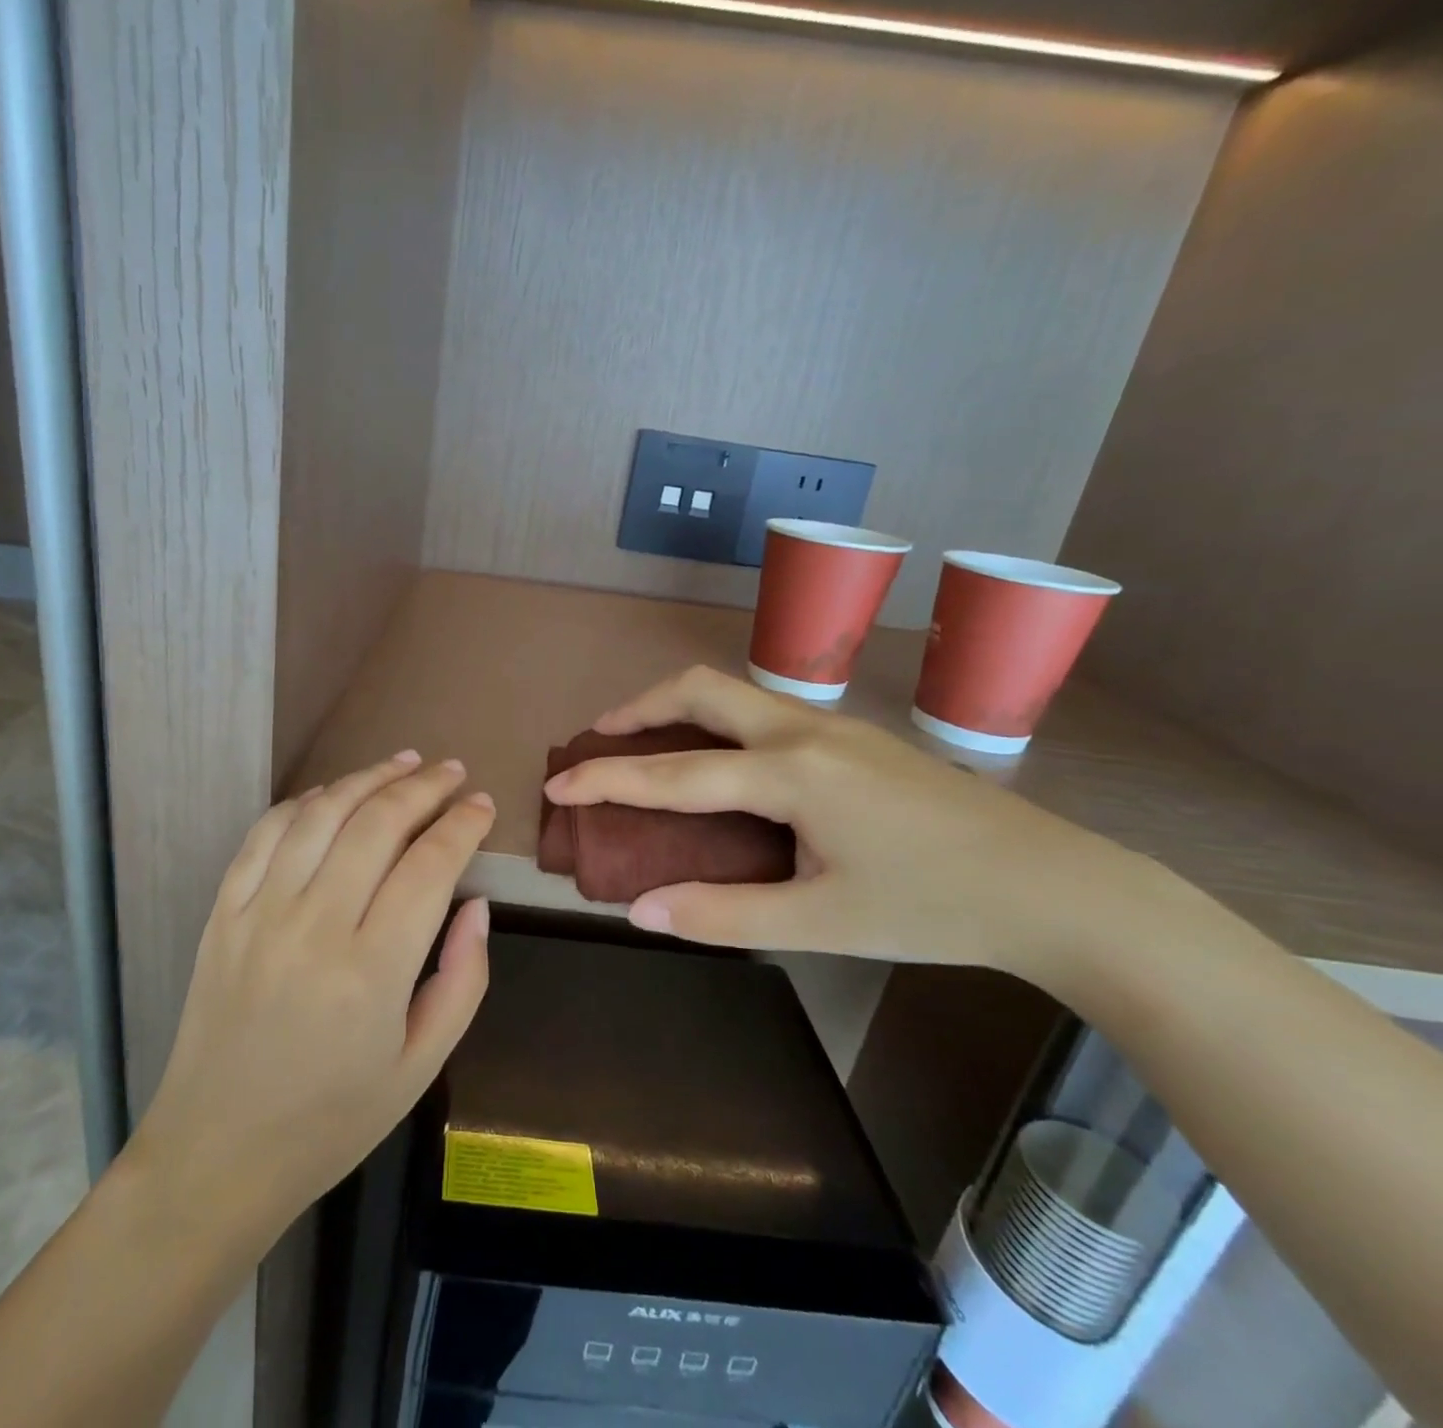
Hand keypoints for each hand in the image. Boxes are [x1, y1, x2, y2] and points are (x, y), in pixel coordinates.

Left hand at [128, 752, 494, 1240]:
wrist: (216, 1153)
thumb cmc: (332, 1119)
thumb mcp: (421, 1066)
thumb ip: (462, 979)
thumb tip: (476, 903)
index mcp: (371, 972)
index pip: (429, 867)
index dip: (463, 825)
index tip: (484, 805)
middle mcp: (314, 927)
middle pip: (377, 825)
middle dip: (423, 787)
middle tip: (452, 771)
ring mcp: (260, 914)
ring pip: (321, 815)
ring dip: (367, 778)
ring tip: (403, 762)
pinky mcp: (223, 913)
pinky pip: (265, 834)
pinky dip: (304, 802)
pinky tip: (333, 793)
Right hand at [542, 666, 1178, 987]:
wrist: (1055, 887)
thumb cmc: (933, 908)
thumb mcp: (819, 924)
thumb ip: (722, 914)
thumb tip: (640, 911)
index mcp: (790, 773)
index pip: (673, 772)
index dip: (606, 778)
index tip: (558, 784)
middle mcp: (804, 730)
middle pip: (700, 688)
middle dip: (638, 708)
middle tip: (600, 740)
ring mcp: (834, 726)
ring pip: (734, 692)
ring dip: (678, 709)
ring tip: (647, 746)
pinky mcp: (853, 737)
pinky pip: (762, 711)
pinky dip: (716, 724)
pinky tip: (720, 765)